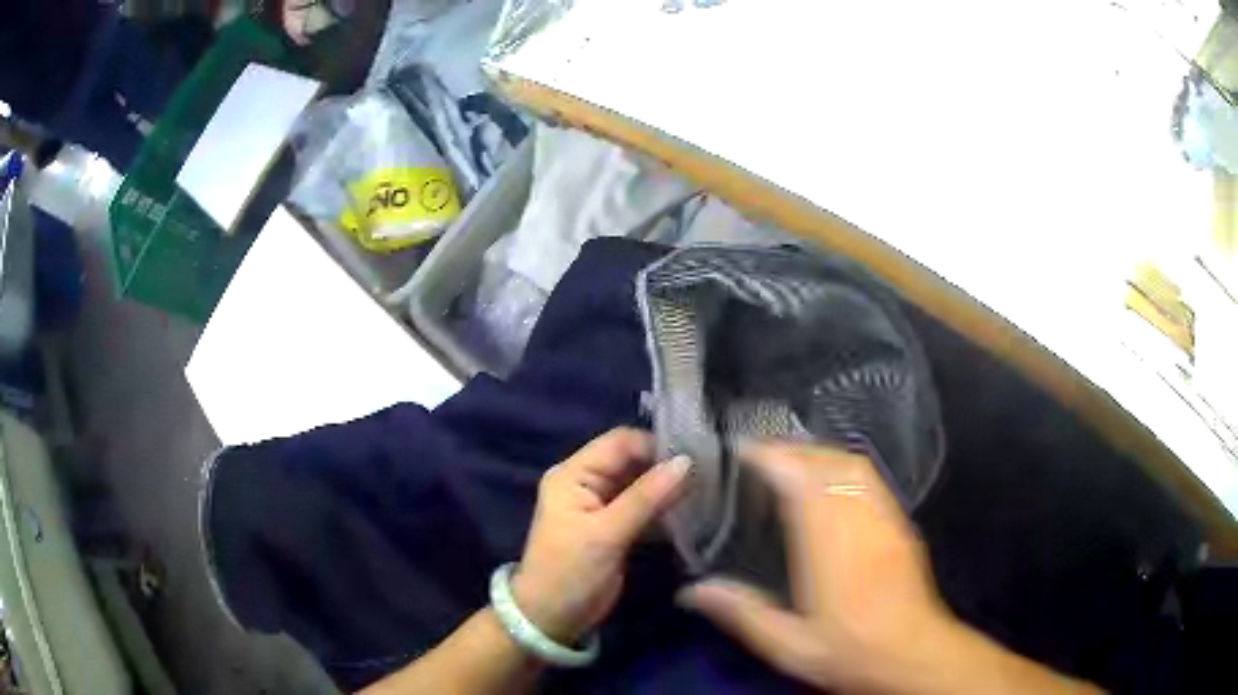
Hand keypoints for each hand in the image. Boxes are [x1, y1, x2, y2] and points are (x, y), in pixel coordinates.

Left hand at [511, 428, 691, 643]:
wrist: (552, 618)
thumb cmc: (570, 572)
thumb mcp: (606, 534)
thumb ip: (646, 497)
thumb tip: (687, 461)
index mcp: (573, 474)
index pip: (619, 443)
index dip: (656, 445)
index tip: (697, 456)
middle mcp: (587, 482)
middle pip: (633, 461)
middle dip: (667, 466)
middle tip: (709, 474)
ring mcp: (602, 505)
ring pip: (642, 484)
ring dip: (669, 488)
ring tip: (707, 491)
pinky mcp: (615, 527)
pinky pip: (644, 508)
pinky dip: (665, 509)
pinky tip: (693, 513)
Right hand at [677, 443, 956, 691]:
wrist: (914, 654)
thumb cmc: (851, 651)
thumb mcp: (789, 644)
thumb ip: (743, 613)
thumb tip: (693, 591)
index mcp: (829, 545)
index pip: (801, 481)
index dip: (772, 458)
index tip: (743, 450)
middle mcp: (860, 521)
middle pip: (827, 463)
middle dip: (792, 450)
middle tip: (759, 452)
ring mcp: (885, 519)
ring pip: (853, 466)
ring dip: (819, 453)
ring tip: (791, 460)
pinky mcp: (900, 525)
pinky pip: (871, 479)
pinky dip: (844, 467)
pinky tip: (831, 481)